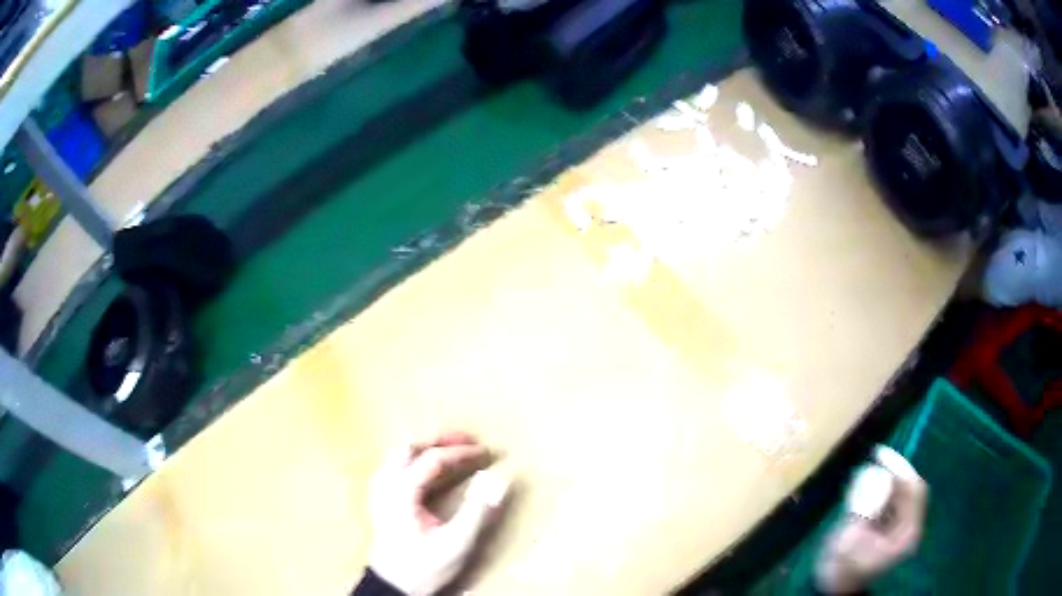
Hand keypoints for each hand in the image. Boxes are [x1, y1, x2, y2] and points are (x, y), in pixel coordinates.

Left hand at [368, 432, 508, 595]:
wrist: (393, 586)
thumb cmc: (425, 566)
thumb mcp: (456, 544)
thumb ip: (477, 512)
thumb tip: (498, 481)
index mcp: (403, 491)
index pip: (434, 459)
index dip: (462, 453)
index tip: (487, 452)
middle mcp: (387, 485)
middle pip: (410, 448)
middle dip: (440, 440)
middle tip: (468, 441)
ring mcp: (379, 492)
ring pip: (398, 455)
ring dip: (425, 447)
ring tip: (449, 451)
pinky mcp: (380, 502)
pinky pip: (393, 468)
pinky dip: (413, 460)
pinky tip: (424, 471)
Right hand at [815, 446, 928, 593]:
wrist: (834, 589)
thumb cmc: (841, 569)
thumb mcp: (848, 541)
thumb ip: (863, 510)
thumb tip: (872, 476)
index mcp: (906, 532)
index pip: (913, 490)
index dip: (900, 469)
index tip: (880, 454)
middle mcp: (909, 528)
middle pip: (910, 489)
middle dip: (895, 470)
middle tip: (876, 455)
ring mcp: (900, 529)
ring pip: (902, 493)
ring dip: (889, 478)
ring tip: (870, 467)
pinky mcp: (890, 529)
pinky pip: (893, 501)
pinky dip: (883, 489)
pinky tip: (868, 485)